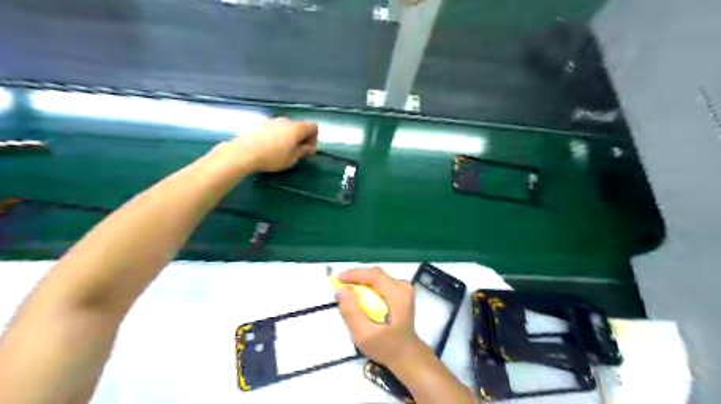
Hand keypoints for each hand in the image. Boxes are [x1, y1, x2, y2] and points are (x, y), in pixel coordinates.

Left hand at [212, 116, 315, 172]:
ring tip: (281, 151)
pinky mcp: (260, 124)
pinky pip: (274, 129)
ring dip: (288, 137)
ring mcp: (271, 121)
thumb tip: (309, 147)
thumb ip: (303, 151)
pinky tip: (269, 148)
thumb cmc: (272, 157)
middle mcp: (285, 121)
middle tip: (296, 152)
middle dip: (301, 138)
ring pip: (286, 127)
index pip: (313, 127)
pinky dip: (276, 136)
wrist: (244, 153)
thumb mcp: (292, 158)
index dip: (314, 138)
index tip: (307, 150)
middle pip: (299, 126)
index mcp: (296, 128)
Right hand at [337, 266, 423, 366]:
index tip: (338, 279)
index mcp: (398, 296)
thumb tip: (342, 291)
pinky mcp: (400, 291)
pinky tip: (360, 298)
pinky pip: (379, 283)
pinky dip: (367, 287)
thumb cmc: (387, 347)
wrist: (406, 355)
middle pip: (375, 275)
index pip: (375, 276)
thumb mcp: (364, 335)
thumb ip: (352, 312)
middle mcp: (403, 287)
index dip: (355, 274)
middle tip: (340, 286)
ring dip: (361, 282)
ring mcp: (403, 288)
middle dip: (356, 278)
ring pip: (376, 277)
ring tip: (348, 292)